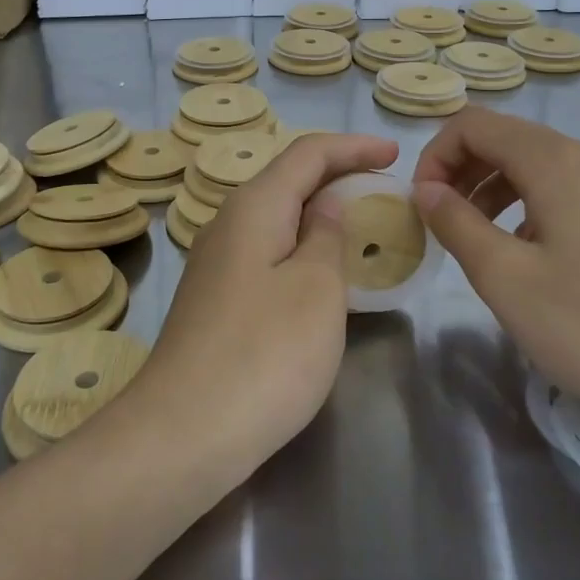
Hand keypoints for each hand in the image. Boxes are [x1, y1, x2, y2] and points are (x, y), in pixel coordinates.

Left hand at [136, 132, 398, 473]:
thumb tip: (326, 205)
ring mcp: (216, 263)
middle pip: (288, 180)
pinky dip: (301, 249)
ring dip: (319, 215)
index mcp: (254, 206)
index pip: (307, 153)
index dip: (353, 147)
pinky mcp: (215, 299)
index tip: (395, 154)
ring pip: (276, 219)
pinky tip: (322, 274)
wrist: (184, 432)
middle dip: (338, 177)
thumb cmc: (265, 353)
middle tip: (385, 191)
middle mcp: (228, 223)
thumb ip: (327, 236)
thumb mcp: (317, 289)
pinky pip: (266, 253)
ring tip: (361, 228)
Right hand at [412, 107, 579, 445]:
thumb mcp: (505, 277)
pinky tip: (524, 253)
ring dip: (491, 188)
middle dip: (461, 170)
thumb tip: (426, 189)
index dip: (435, 155)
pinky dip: (527, 205)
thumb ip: (456, 223)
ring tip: (474, 238)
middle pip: (506, 138)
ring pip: (535, 164)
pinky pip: (564, 189)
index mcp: (555, 161)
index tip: (421, 204)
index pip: (474, 124)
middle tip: (439, 222)